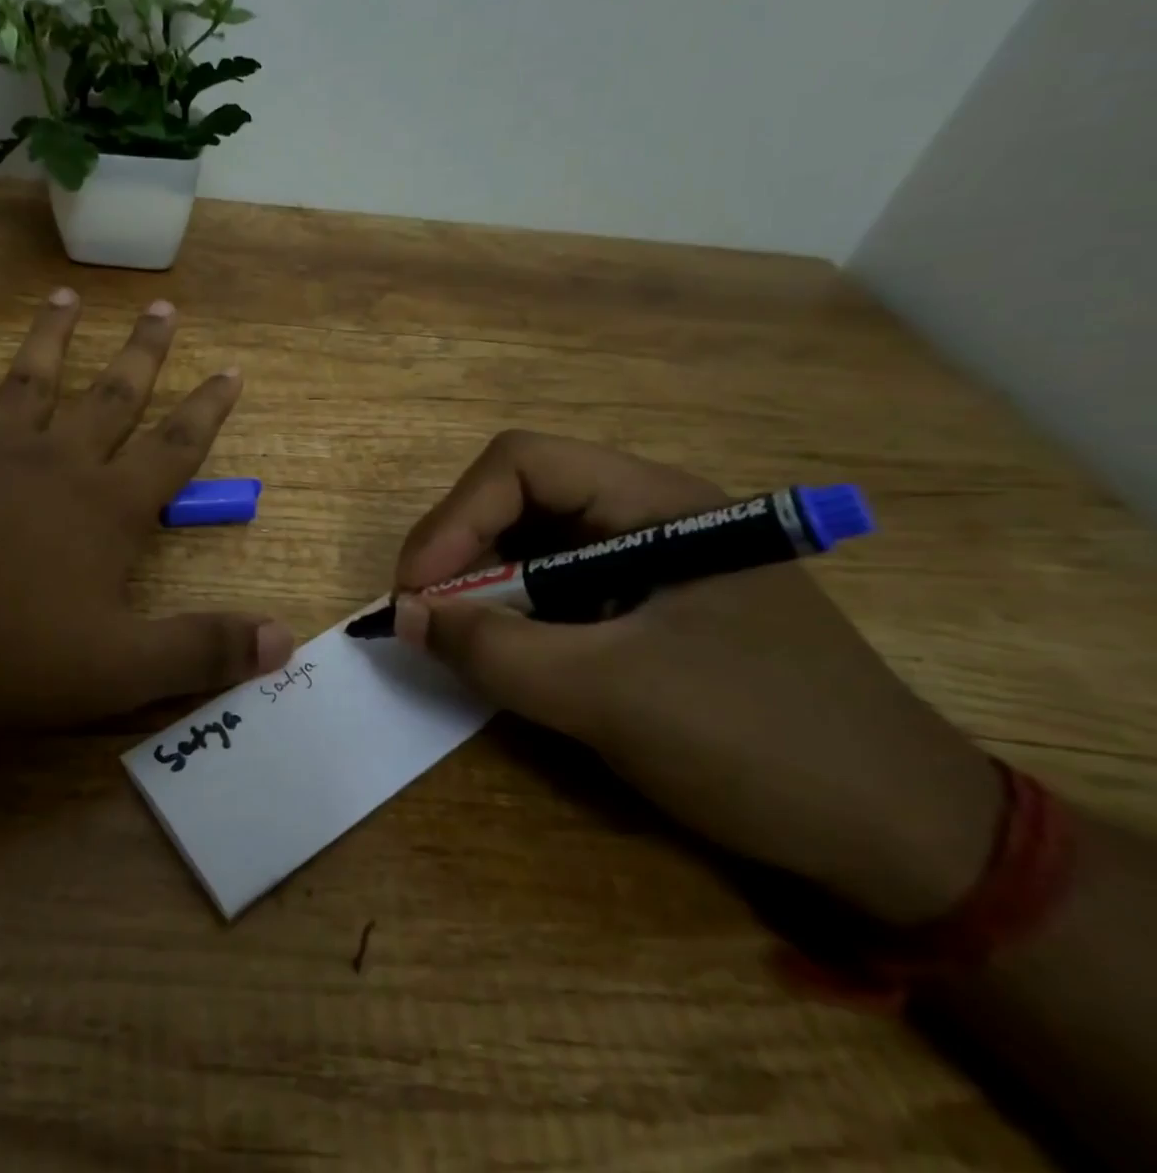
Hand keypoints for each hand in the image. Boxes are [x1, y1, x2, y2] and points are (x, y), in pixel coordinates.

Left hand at [0, 290, 291, 733]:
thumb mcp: (114, 669)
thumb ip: (200, 650)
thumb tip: (287, 640)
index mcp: (103, 509)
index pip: (173, 449)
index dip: (207, 412)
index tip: (230, 368)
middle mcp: (50, 463)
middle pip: (109, 397)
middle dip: (142, 354)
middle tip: (163, 307)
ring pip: (27, 382)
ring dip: (50, 341)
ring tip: (66, 299)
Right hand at [392, 431, 1003, 924]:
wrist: (905, 844)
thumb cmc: (762, 743)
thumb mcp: (612, 696)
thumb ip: (496, 652)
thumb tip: (403, 617)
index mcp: (655, 502)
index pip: (521, 464)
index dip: (455, 518)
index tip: (417, 593)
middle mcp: (646, 517)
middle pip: (518, 500)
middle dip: (460, 554)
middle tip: (423, 620)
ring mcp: (646, 565)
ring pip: (531, 548)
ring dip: (481, 590)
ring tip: (455, 642)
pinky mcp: (644, 612)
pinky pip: (554, 595)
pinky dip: (513, 620)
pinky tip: (504, 659)